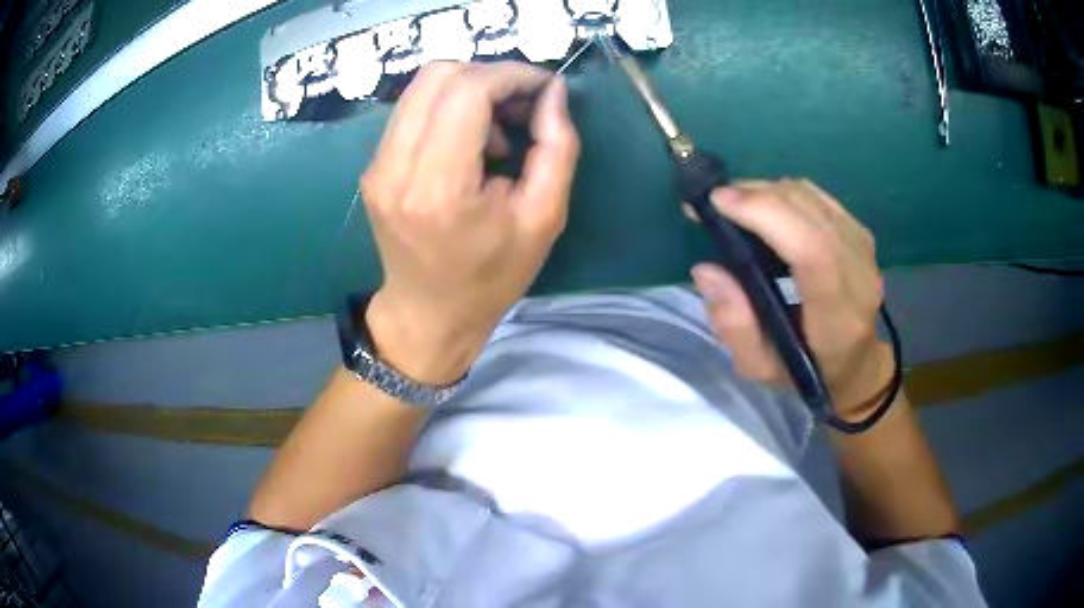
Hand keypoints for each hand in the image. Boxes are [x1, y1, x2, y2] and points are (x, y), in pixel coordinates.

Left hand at [360, 62, 579, 383]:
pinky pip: (412, 110)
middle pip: (439, 75)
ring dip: (470, 89)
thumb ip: (556, 147)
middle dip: (491, 76)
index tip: (544, 87)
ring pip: (421, 86)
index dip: (512, 75)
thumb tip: (553, 91)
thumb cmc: (491, 277)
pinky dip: (449, 107)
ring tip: (500, 129)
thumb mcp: (544, 218)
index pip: (467, 91)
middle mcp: (395, 168)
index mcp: (439, 188)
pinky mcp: (373, 167)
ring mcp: (376, 166)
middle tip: (523, 105)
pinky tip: (471, 141)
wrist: (428, 314)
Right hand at [689, 180, 893, 419]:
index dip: (766, 214)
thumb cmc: (807, 372)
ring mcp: (864, 250)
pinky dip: (786, 193)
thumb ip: (734, 325)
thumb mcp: (760, 368)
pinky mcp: (861, 234)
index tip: (719, 203)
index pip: (812, 249)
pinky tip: (766, 205)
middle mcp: (859, 275)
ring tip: (735, 203)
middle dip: (757, 196)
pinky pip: (819, 196)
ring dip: (768, 191)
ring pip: (812, 198)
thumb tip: (706, 270)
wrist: (857, 364)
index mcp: (837, 317)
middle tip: (715, 200)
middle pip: (810, 213)